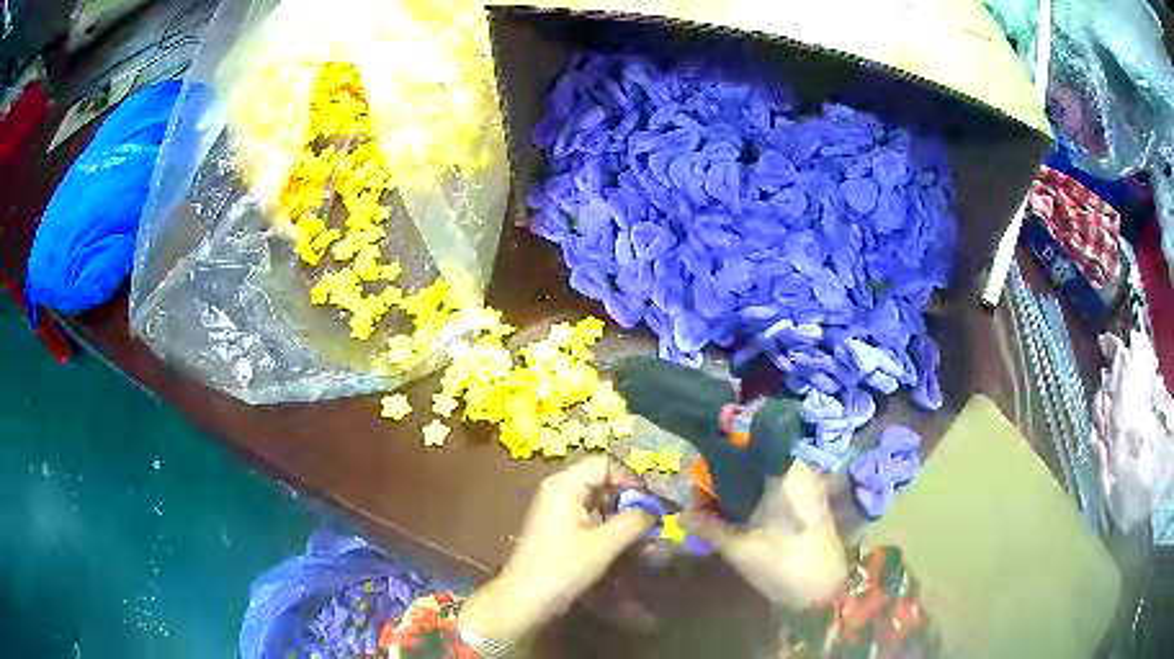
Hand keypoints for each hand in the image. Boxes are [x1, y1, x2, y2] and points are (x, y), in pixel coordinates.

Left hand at [459, 456, 653, 645]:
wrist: (524, 599)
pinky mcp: (560, 530)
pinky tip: (626, 547)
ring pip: (599, 502)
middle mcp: (559, 491)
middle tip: (652, 523)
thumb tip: (654, 510)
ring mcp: (558, 511)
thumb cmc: (562, 567)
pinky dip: (610, 528)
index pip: (605, 464)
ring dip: (622, 517)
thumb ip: (633, 521)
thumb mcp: (604, 544)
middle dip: (629, 501)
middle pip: (602, 482)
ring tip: (644, 538)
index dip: (630, 480)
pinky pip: (591, 519)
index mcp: (564, 485)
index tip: (650, 505)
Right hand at [684, 461, 847, 609]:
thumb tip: (679, 514)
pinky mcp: (805, 504)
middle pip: (751, 463)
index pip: (746, 447)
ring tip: (712, 514)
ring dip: (735, 493)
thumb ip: (708, 527)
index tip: (695, 480)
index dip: (717, 459)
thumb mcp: (740, 549)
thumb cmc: (783, 565)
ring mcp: (804, 488)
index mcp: (784, 474)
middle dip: (722, 481)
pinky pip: (771, 491)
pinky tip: (734, 520)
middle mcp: (796, 472)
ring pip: (760, 478)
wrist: (824, 593)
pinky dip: (751, 501)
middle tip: (699, 505)